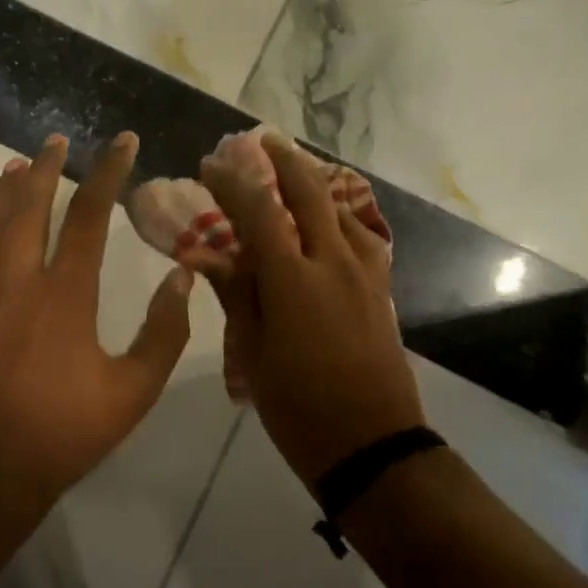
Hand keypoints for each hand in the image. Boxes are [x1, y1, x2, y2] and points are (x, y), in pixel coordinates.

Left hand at [0, 130, 194, 508]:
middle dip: (46, 167)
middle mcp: (18, 281)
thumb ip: (164, 332)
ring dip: (6, 188)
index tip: (122, 143)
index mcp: (66, 294)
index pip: (90, 215)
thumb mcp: (134, 390)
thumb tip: (182, 278)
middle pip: (30, 205)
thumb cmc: (66, 430)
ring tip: (18, 163)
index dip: (108, 172)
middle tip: (57, 141)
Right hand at [202, 132, 423, 487]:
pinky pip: (363, 235)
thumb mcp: (254, 354)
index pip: (258, 212)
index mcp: (293, 281)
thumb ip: (236, 294)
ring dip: (315, 180)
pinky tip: (331, 218)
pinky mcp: (381, 288)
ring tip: (293, 168)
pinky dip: (342, 214)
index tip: (211, 164)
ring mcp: (364, 273)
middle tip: (259, 141)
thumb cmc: (299, 408)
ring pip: (342, 207)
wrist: (372, 446)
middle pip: (309, 192)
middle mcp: (332, 263)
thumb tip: (207, 255)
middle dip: (282, 159)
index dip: (232, 182)